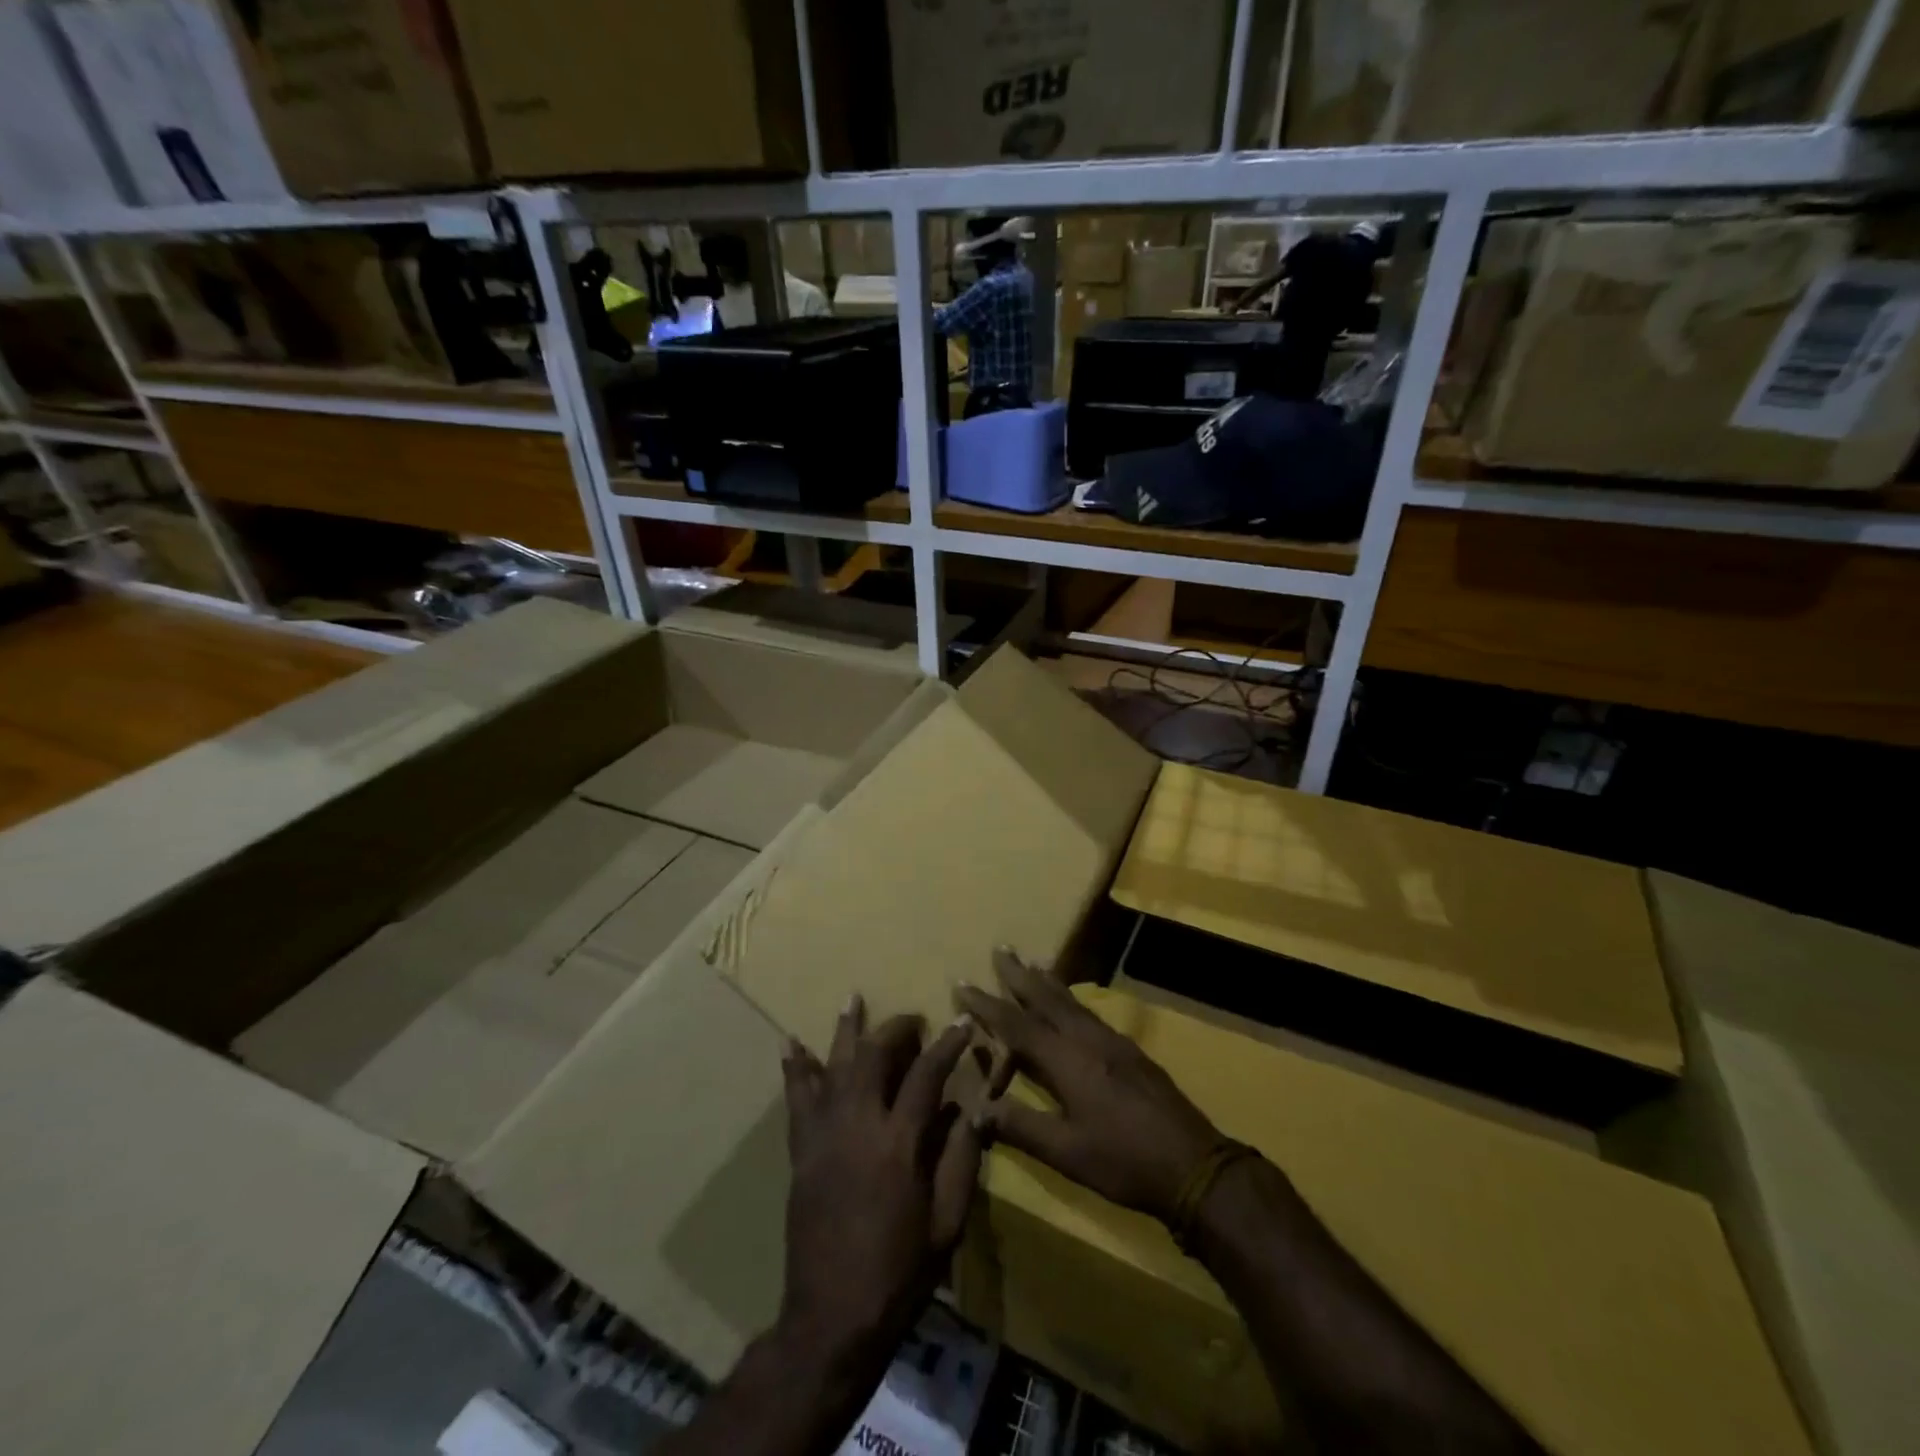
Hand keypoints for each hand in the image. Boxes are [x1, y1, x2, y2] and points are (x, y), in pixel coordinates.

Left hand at [777, 995, 981, 1369]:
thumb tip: (969, 1108)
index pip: (926, 1076)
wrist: (832, 1316)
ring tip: (852, 999)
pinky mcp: (801, 1152)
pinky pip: (797, 1099)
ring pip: (833, 1066)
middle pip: (873, 1056)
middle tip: (913, 1018)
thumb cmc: (900, 1273)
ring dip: (845, 1030)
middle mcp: (857, 1126)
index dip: (947, 1045)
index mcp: (899, 1144)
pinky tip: (791, 1044)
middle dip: (895, 1028)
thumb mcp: (947, 1223)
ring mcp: (823, 1136)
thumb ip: (961, 1160)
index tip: (963, 1023)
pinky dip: (796, 1068)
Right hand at [957, 949, 1222, 1224]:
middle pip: (1047, 998)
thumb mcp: (1066, 1152)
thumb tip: (974, 1109)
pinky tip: (1071, 1002)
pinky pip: (1088, 1012)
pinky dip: (1070, 997)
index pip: (1017, 1025)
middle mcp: (1087, 1040)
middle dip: (1020, 975)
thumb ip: (1019, 1127)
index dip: (987, 1005)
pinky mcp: (1129, 1050)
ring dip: (1046, 981)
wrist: (1194, 1163)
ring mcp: (1112, 1042)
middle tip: (1001, 948)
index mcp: (1067, 1061)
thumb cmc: (1123, 1161)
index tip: (962, 984)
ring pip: (1071, 1001)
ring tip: (1032, 962)